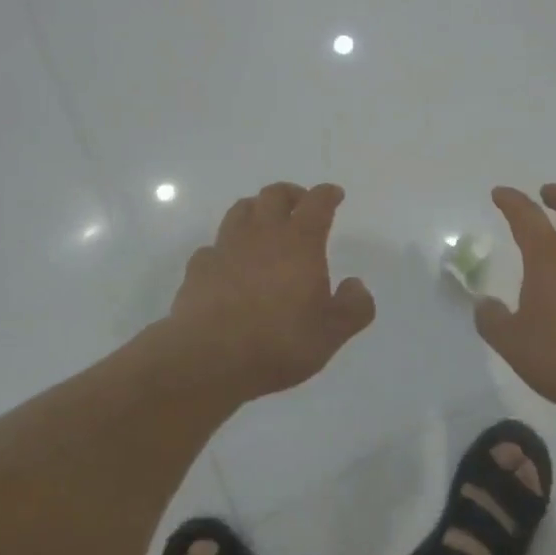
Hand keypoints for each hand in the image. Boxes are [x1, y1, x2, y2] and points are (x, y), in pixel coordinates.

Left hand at [168, 182, 376, 403]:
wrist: (210, 359)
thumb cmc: (279, 343)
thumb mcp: (331, 333)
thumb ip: (353, 307)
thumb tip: (356, 285)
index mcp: (299, 242)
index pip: (316, 203)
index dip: (327, 194)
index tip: (334, 194)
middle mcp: (262, 234)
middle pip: (274, 195)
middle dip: (290, 194)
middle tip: (299, 204)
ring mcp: (226, 248)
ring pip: (240, 210)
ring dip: (256, 210)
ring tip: (263, 223)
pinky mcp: (199, 268)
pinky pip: (213, 246)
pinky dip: (225, 248)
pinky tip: (229, 264)